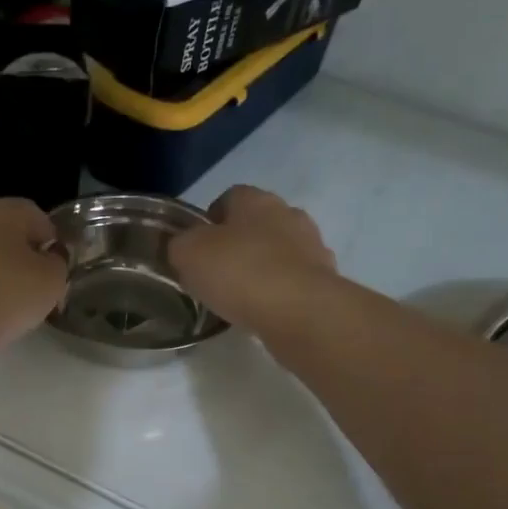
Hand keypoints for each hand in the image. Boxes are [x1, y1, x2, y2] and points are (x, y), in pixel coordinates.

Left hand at [0, 197, 67, 353]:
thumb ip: (57, 265)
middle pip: (6, 235)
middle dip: (19, 260)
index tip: (53, 277)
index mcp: (7, 210)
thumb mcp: (50, 284)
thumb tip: (49, 258)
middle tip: (28, 294)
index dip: (52, 248)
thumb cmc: (0, 296)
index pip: (40, 220)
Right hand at [169, 185, 338, 334]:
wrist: (300, 311)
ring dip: (264, 267)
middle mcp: (289, 214)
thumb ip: (181, 245)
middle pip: (258, 223)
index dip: (210, 220)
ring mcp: (313, 246)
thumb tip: (184, 247)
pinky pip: (295, 280)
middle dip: (240, 243)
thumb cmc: (239, 273)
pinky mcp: (326, 279)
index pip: (229, 197)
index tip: (198, 247)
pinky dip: (281, 291)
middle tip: (218, 273)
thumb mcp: (188, 255)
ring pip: (280, 251)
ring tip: (243, 297)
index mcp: (255, 200)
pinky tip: (266, 311)